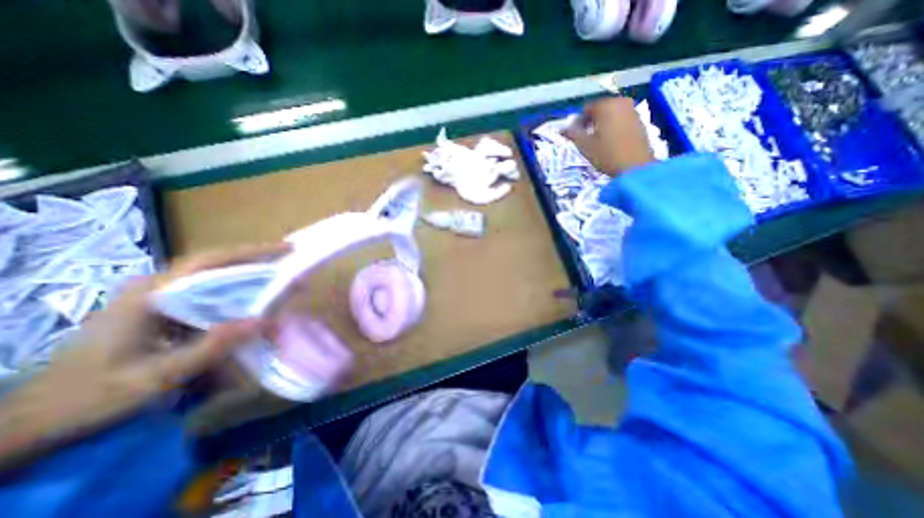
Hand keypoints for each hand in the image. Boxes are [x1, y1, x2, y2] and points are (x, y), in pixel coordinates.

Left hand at [1, 243, 286, 469]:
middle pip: (215, 263)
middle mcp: (155, 287)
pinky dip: (235, 292)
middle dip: (256, 259)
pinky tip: (251, 301)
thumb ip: (211, 348)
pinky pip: (206, 293)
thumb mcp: (155, 377)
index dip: (252, 252)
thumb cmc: (91, 396)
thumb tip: (264, 321)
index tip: (286, 249)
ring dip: (248, 275)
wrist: (32, 419)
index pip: (211, 261)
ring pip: (212, 277)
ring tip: (279, 279)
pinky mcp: (161, 309)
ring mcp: (157, 297)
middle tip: (289, 260)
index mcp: (150, 294)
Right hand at [564, 97, 656, 174]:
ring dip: (603, 123)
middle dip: (591, 121)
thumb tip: (563, 129)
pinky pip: (621, 118)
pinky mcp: (640, 119)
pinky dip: (614, 125)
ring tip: (598, 140)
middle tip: (587, 137)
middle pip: (600, 108)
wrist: (636, 166)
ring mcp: (632, 109)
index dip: (578, 122)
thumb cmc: (607, 155)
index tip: (576, 135)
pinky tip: (611, 140)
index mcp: (606, 106)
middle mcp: (620, 102)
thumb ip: (573, 134)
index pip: (586, 109)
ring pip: (611, 113)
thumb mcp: (585, 146)